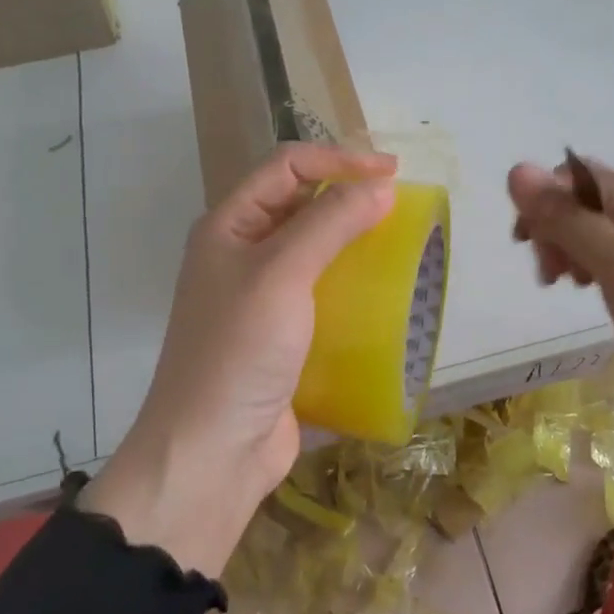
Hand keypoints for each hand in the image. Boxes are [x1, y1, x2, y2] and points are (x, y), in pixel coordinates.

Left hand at [81, 144, 396, 574]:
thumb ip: (330, 223)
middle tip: (401, 204)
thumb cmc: (238, 350)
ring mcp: (261, 298)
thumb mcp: (281, 274)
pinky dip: (353, 287)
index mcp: (229, 226)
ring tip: (401, 244)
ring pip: (315, 251)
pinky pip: (323, 295)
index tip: (392, 172)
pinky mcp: (282, 337)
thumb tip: (380, 186)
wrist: (212, 453)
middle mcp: (241, 254)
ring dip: (355, 242)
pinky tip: (386, 295)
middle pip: (300, 205)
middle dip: (348, 196)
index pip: (286, 168)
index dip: (338, 160)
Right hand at [507, 157, 613, 455]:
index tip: (527, 244)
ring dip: (562, 251)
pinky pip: (597, 257)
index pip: (575, 177)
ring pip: (583, 231)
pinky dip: (580, 267)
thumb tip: (516, 170)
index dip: (544, 203)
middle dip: (552, 230)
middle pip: (577, 203)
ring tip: (562, 284)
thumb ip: (566, 217)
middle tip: (549, 273)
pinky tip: (580, 288)